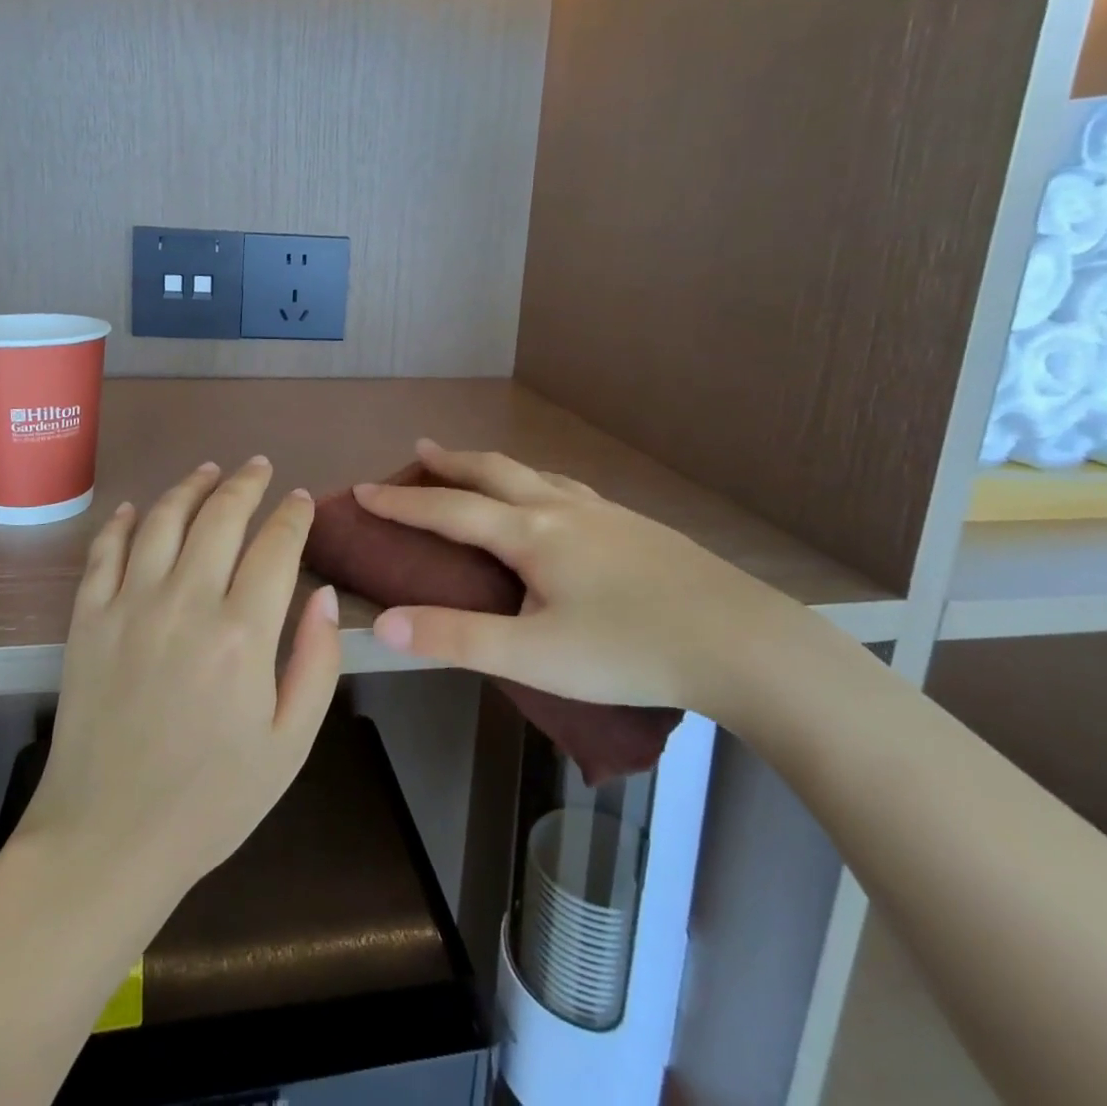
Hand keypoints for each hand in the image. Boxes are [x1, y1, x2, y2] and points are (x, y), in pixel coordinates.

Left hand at [14, 456, 342, 904]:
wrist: (108, 840)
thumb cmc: (211, 799)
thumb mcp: (290, 744)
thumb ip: (317, 662)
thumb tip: (324, 594)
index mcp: (243, 634)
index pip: (276, 547)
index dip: (293, 515)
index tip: (301, 500)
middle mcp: (186, 603)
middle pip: (221, 517)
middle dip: (246, 484)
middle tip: (259, 467)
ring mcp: (129, 606)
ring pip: (164, 519)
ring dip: (190, 487)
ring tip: (209, 471)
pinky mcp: (87, 619)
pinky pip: (105, 551)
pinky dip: (123, 521)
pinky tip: (138, 508)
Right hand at [357, 440, 813, 718]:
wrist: (743, 643)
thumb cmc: (630, 650)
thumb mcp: (534, 656)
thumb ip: (456, 638)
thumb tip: (384, 624)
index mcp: (532, 533)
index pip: (449, 510)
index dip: (401, 502)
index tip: (362, 489)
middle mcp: (563, 509)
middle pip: (493, 472)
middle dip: (450, 462)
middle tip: (419, 451)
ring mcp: (605, 513)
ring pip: (535, 475)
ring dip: (494, 467)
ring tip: (477, 470)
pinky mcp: (637, 527)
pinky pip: (569, 489)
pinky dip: (537, 483)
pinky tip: (553, 502)